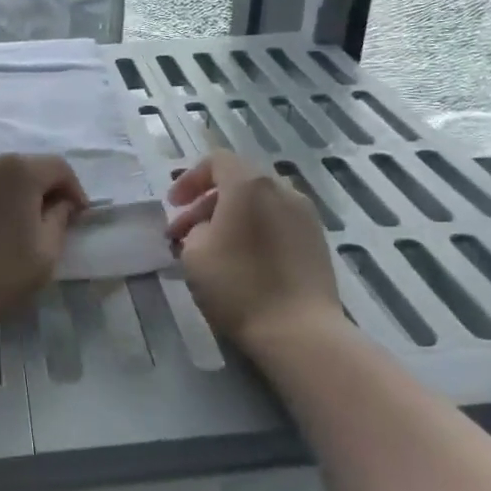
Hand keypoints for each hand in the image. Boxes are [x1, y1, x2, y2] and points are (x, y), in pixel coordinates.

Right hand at [167, 152, 345, 351]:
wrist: (299, 330)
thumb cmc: (238, 286)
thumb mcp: (195, 254)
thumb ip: (194, 228)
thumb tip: (205, 227)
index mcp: (250, 184)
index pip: (216, 161)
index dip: (189, 179)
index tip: (173, 206)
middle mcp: (282, 189)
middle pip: (239, 181)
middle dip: (207, 202)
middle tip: (184, 233)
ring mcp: (305, 214)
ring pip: (259, 203)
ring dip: (231, 217)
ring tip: (212, 248)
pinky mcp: (317, 239)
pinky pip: (277, 221)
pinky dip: (255, 229)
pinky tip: (242, 260)